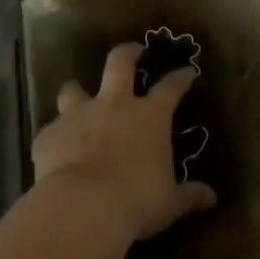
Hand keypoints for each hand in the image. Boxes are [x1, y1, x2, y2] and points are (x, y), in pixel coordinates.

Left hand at [32, 42, 217, 243]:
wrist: (83, 207)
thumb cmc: (137, 200)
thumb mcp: (169, 201)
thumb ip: (188, 195)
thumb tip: (211, 198)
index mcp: (150, 116)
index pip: (171, 87)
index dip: (180, 78)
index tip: (187, 71)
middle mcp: (114, 105)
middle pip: (120, 63)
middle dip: (128, 53)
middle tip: (134, 51)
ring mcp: (78, 115)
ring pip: (74, 88)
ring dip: (77, 91)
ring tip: (79, 97)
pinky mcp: (49, 134)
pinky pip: (52, 129)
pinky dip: (57, 136)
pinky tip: (58, 149)